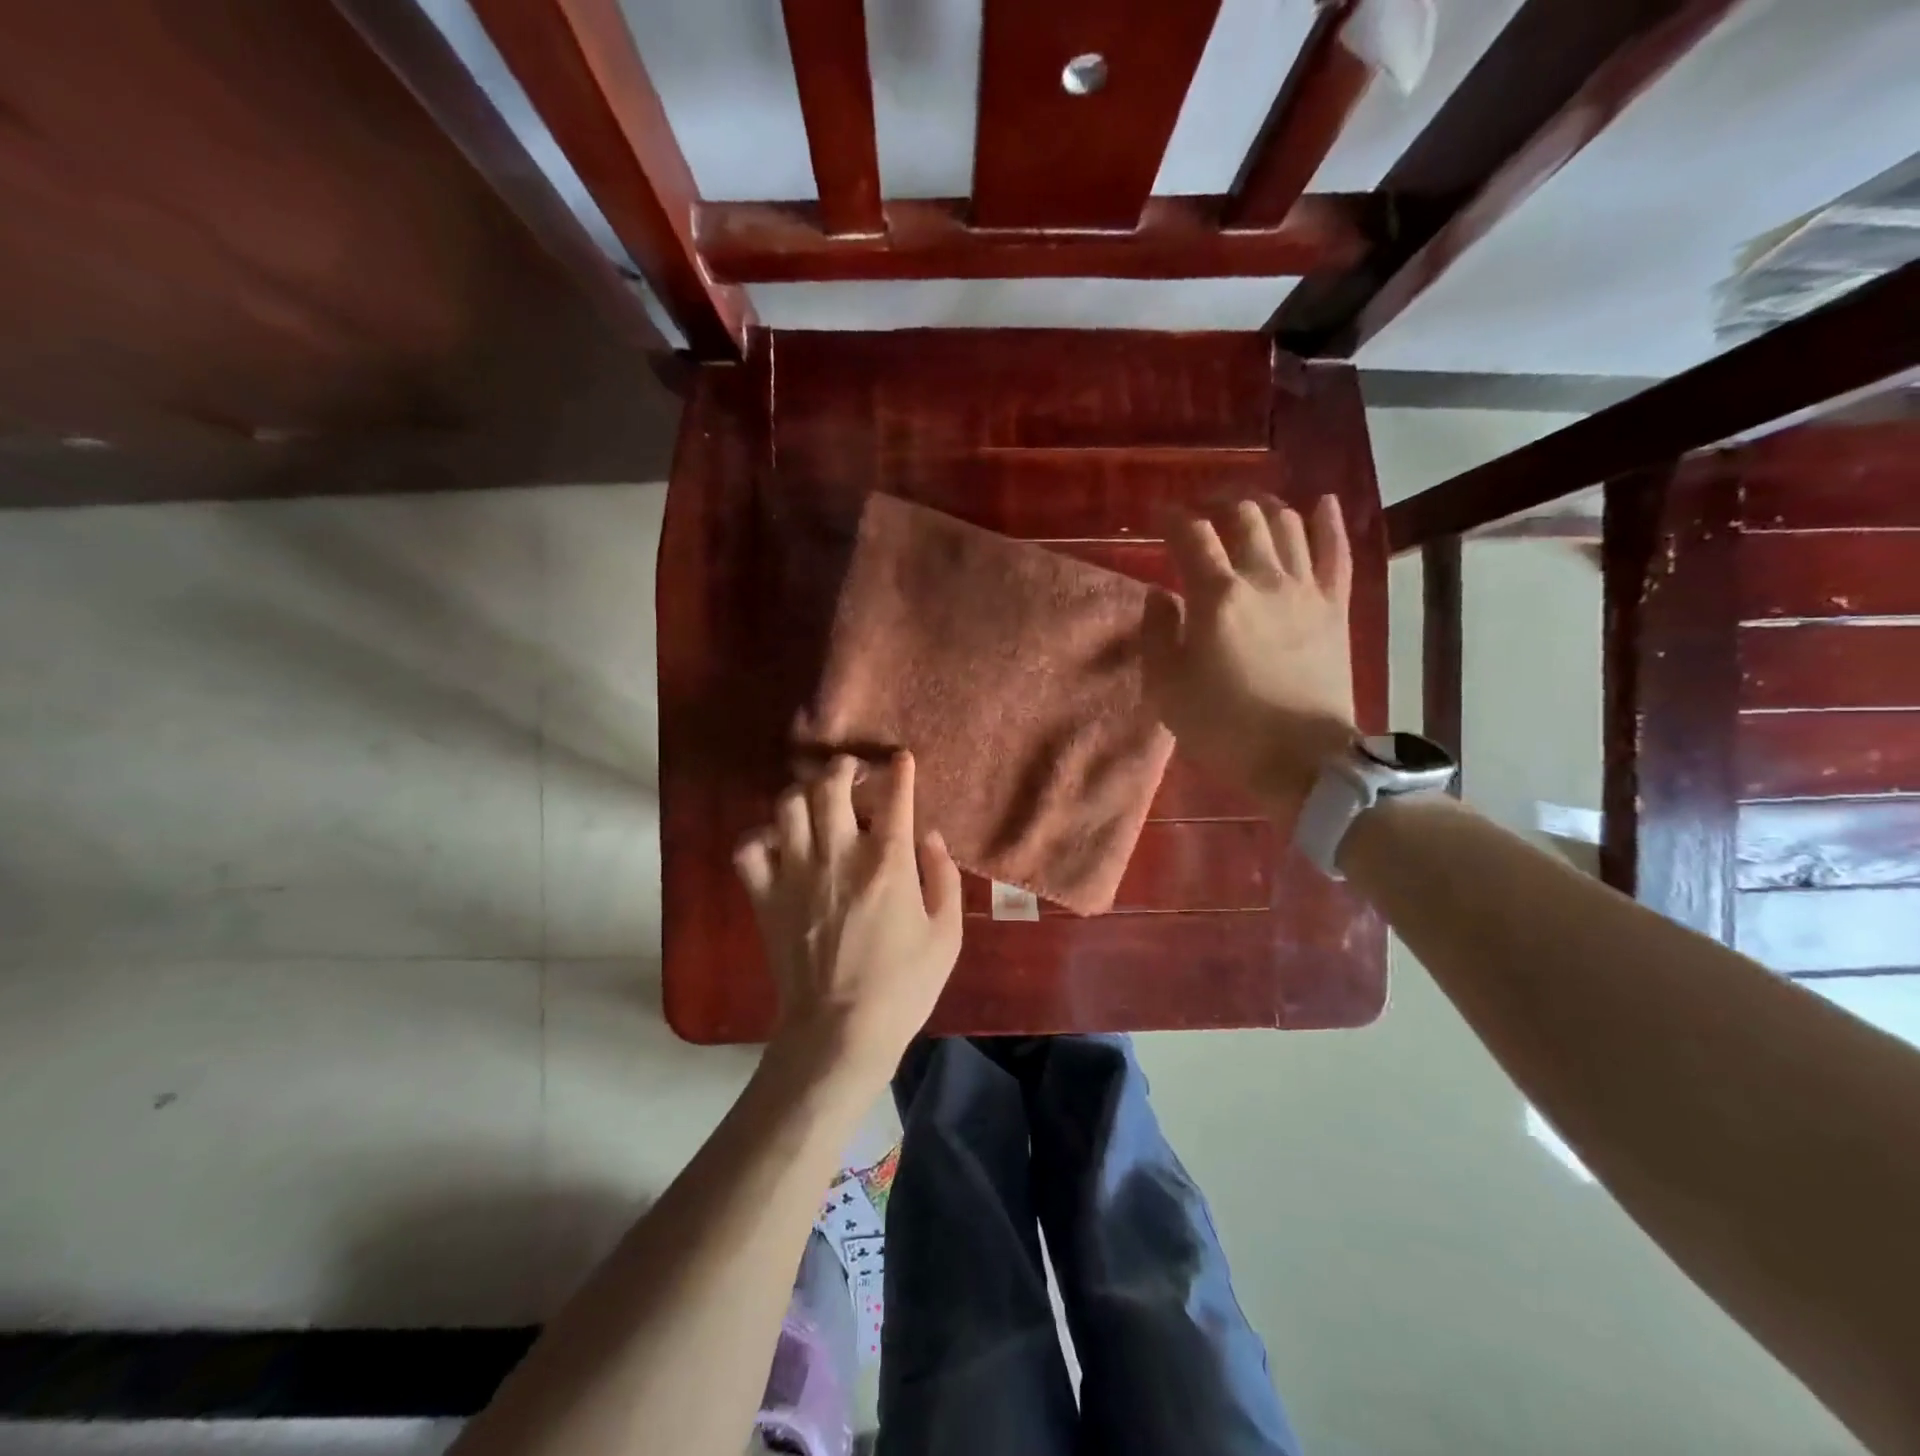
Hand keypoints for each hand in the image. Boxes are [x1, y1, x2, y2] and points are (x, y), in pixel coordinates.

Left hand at [733, 752, 962, 1090]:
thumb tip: (929, 836)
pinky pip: (748, 848)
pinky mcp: (765, 896)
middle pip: (830, 785)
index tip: (900, 760)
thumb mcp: (947, 934)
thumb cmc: (904, 986)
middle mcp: (838, 855)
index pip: (894, 796)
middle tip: (852, 772)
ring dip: (804, 794)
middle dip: (844, 768)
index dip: (898, 770)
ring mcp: (795, 873)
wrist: (840, 1032)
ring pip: (788, 806)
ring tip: (816, 801)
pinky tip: (778, 844)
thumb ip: (943, 876)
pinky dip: (760, 837)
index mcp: (887, 862)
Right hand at [1143, 494, 1358, 815]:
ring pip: (1288, 524)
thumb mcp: (1167, 689)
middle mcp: (1263, 579)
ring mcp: (1306, 590)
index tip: (1158, 514)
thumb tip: (1160, 595)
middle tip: (1201, 509)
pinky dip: (1329, 522)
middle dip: (1218, 502)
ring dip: (1264, 506)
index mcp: (1217, 597)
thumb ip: (1157, 634)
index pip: (1191, 536)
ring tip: (1247, 508)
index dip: (1172, 517)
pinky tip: (1323, 502)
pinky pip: (1337, 553)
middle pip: (1243, 517)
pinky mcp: (1335, 607)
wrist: (1301, 760)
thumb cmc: (1224, 728)